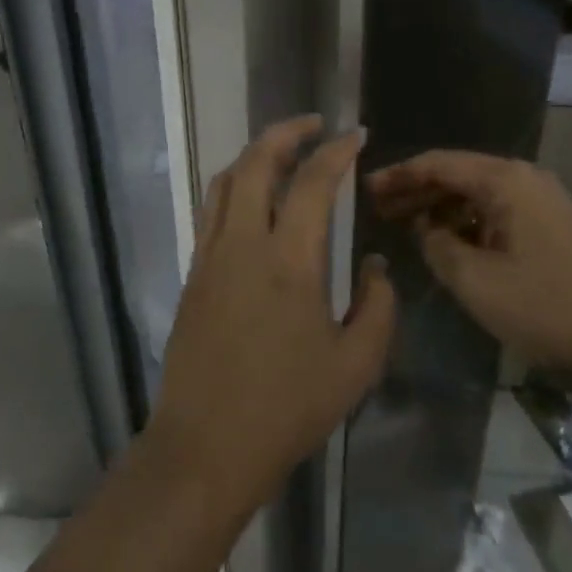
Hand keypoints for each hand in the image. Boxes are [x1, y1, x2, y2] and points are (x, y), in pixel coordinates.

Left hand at [148, 117, 397, 515]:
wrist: (205, 447)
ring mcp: (211, 255)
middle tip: (314, 124)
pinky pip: (212, 209)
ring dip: (254, 154)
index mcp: (289, 261)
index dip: (337, 152)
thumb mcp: (355, 366)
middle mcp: (244, 243)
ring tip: (282, 150)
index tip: (355, 136)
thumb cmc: (286, 409)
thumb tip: (374, 265)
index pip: (313, 183)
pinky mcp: (194, 272)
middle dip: (286, 132)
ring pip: (224, 180)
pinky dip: (234, 185)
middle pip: (256, 162)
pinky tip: (253, 199)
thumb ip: (377, 308)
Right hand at [367, 151, 571, 380]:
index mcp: (503, 180)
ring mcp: (541, 200)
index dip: (399, 175)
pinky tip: (450, 244)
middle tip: (380, 208)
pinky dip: (468, 222)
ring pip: (477, 194)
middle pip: (457, 174)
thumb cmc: (547, 303)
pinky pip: (497, 212)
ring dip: (441, 208)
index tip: (367, 189)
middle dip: (416, 190)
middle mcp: (522, 178)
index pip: (438, 163)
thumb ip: (439, 247)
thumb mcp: (476, 280)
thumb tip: (428, 230)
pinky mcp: (552, 224)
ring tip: (407, 226)